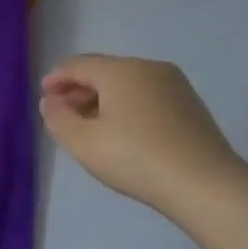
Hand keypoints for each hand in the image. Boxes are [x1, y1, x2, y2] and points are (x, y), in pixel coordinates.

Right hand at [39, 55, 245, 213]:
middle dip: (79, 88)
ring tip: (88, 125)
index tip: (43, 95)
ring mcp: (174, 85)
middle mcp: (149, 68)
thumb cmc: (133, 157)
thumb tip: (52, 101)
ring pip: (127, 84)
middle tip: (62, 112)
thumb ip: (58, 118)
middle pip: (104, 71)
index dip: (56, 78)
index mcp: (121, 70)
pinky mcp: (189, 104)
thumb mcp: (81, 141)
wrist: (203, 183)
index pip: (79, 65)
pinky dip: (125, 106)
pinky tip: (120, 131)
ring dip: (102, 98)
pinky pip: (146, 96)